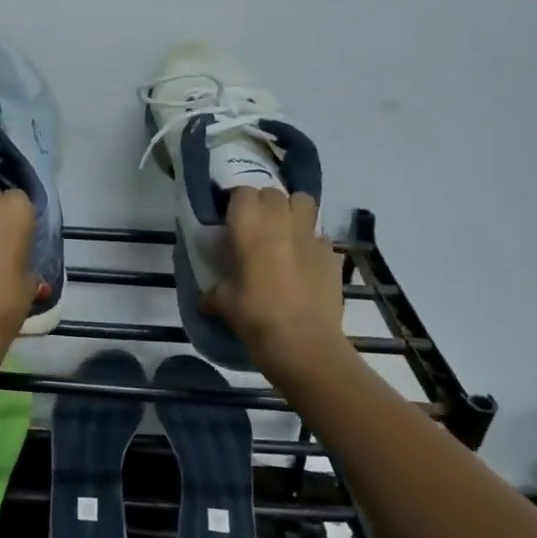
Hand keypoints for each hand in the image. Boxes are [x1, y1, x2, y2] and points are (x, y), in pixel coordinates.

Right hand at [203, 188, 349, 379]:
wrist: (304, 344)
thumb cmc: (256, 317)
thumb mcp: (224, 304)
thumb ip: (213, 293)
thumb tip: (205, 298)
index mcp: (250, 228)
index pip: (242, 193)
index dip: (236, 203)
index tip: (229, 219)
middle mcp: (281, 223)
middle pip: (273, 193)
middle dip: (263, 204)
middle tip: (254, 227)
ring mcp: (310, 237)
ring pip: (303, 202)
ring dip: (292, 210)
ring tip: (283, 232)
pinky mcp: (331, 256)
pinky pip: (319, 237)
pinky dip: (310, 243)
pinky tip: (303, 263)